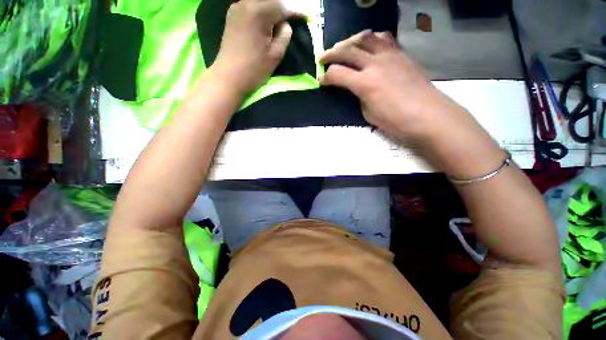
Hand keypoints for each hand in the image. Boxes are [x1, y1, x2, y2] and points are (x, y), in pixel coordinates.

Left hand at [212, 0, 292, 96]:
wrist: (229, 77)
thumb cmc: (254, 69)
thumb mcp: (275, 55)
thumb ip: (284, 36)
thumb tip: (285, 25)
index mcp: (258, 12)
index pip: (282, 6)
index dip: (295, 11)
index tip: (306, 16)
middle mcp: (245, 3)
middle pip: (270, 0)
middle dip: (283, 8)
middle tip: (293, 18)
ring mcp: (236, 8)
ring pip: (259, 2)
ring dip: (272, 9)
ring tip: (280, 21)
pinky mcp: (232, 15)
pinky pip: (251, 7)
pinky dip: (261, 11)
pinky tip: (266, 20)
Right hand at [320, 31, 504, 177]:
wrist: (427, 115)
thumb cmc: (395, 120)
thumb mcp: (368, 113)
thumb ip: (359, 97)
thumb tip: (355, 88)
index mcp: (364, 83)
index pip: (337, 74)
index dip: (326, 77)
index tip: (321, 80)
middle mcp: (375, 63)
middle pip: (347, 50)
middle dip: (331, 54)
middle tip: (322, 58)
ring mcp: (390, 55)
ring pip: (365, 37)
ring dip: (351, 40)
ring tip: (344, 47)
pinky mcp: (401, 54)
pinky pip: (384, 39)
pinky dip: (371, 39)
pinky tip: (369, 45)